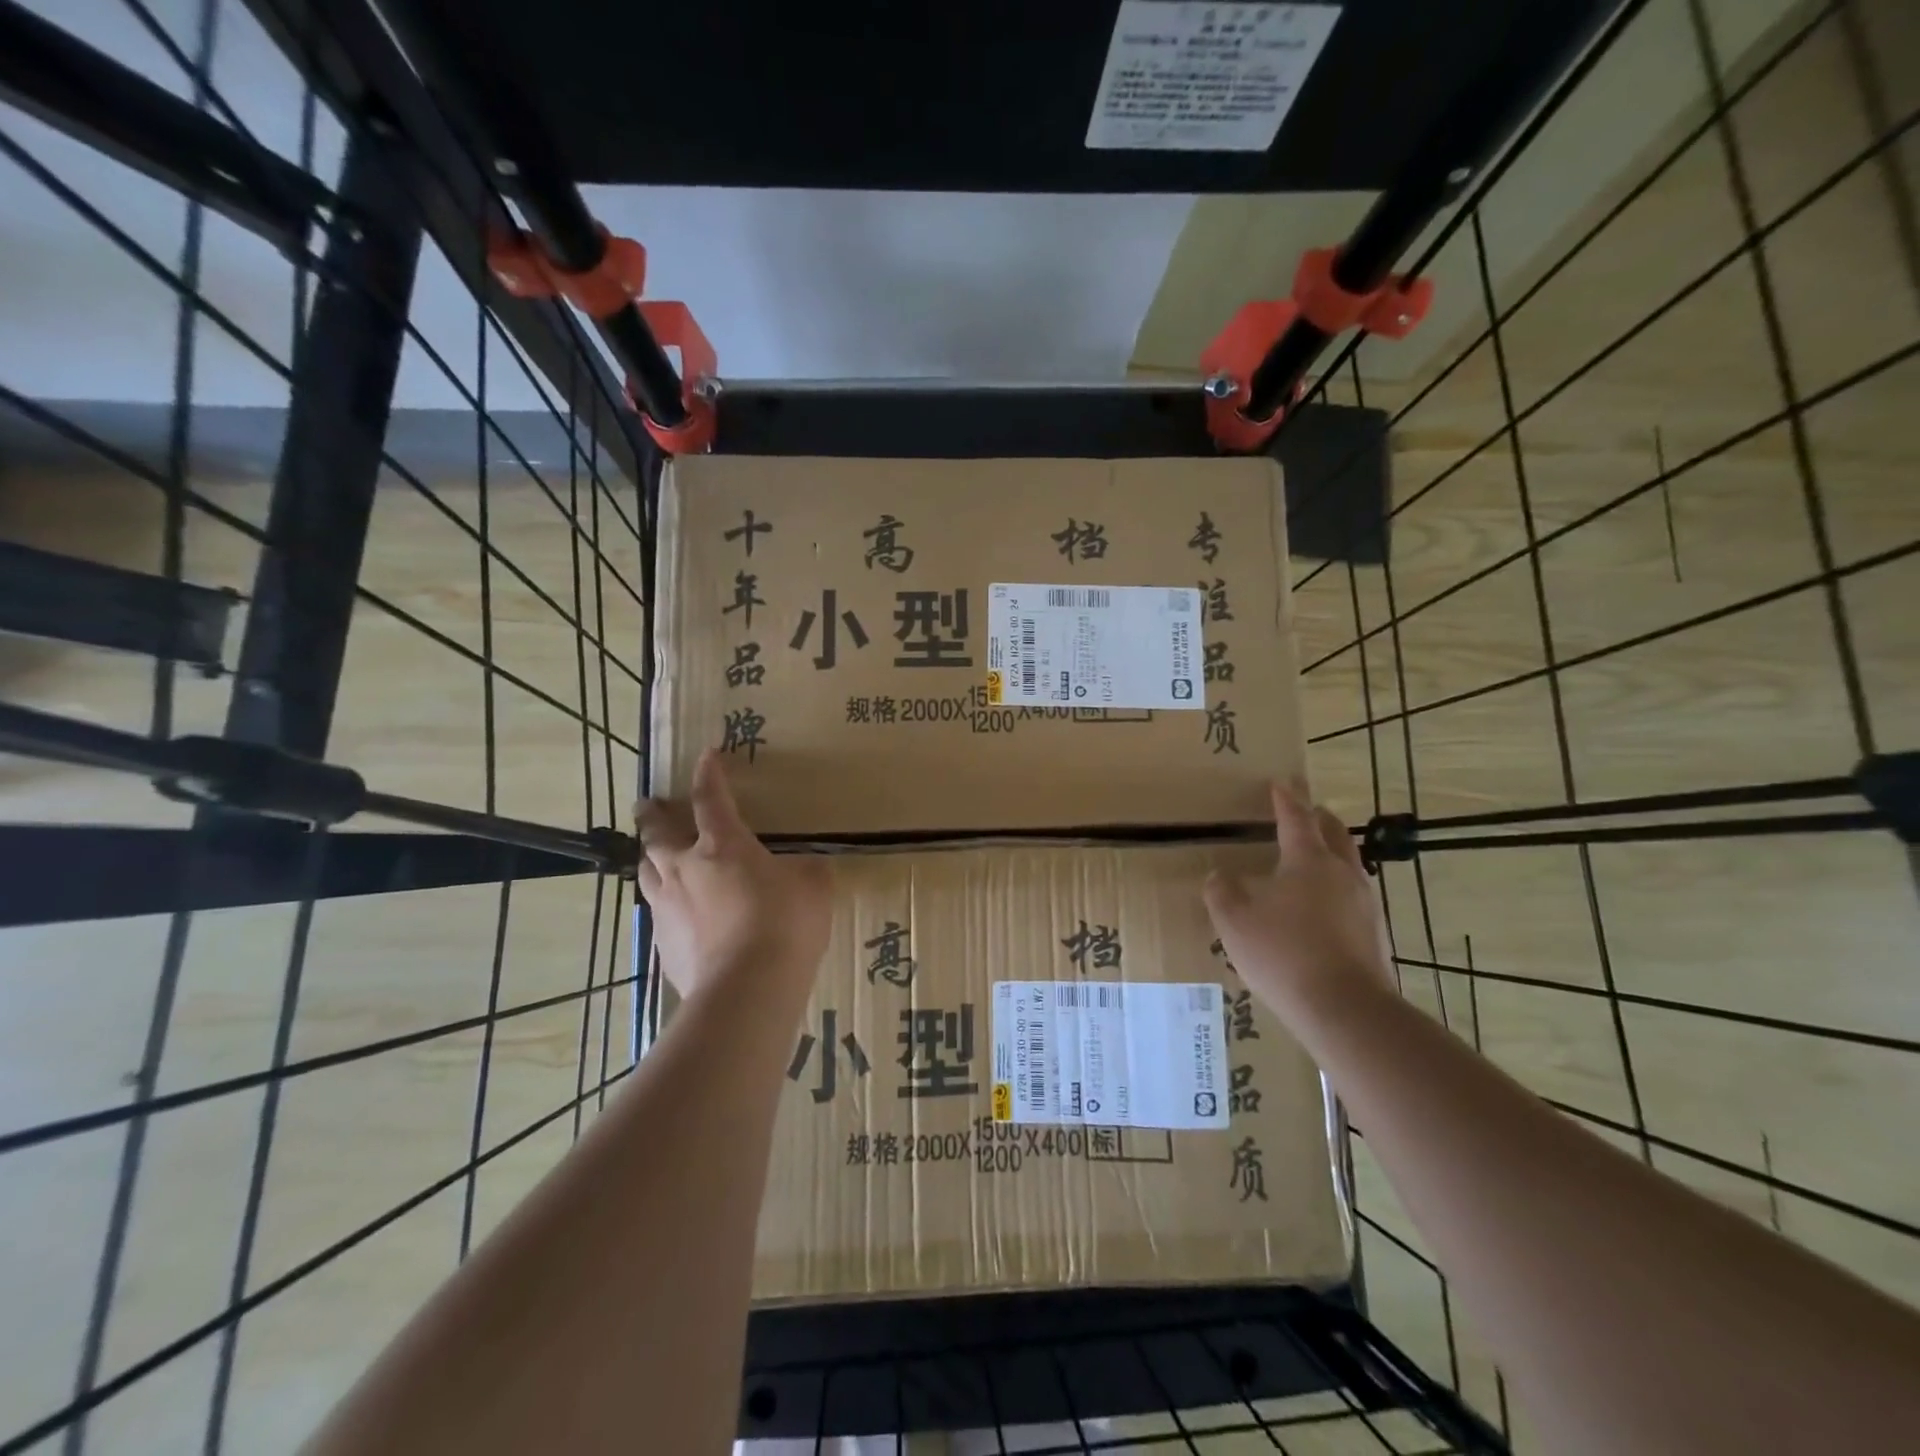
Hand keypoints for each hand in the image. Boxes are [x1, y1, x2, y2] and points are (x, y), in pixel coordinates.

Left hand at [634, 750, 832, 998]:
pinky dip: (666, 904)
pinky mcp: (663, 945)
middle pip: (656, 833)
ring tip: (654, 856)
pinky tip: (678, 914)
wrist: (747, 989)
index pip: (710, 798)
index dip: (708, 774)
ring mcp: (668, 908)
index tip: (706, 755)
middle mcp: (685, 868)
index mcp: (723, 845)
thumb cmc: (784, 924)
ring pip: (646, 872)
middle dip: (652, 814)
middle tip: (648, 804)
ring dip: (650, 858)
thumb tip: (804, 869)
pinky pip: (659, 914)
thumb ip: (805, 871)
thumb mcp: (813, 887)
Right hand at [1203, 784, 1393, 1024]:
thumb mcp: (1234, 921)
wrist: (1346, 1009)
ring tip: (1312, 860)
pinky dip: (1336, 888)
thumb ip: (1222, 892)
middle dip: (1318, 818)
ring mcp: (1365, 904)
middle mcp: (1343, 873)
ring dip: (1331, 853)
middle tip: (1304, 813)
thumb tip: (1220, 876)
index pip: (1296, 818)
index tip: (1280, 783)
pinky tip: (1322, 908)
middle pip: (1335, 833)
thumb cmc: (1283, 953)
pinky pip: (1354, 896)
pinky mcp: (1375, 934)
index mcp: (1308, 860)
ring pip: (1349, 864)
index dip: (1285, 799)